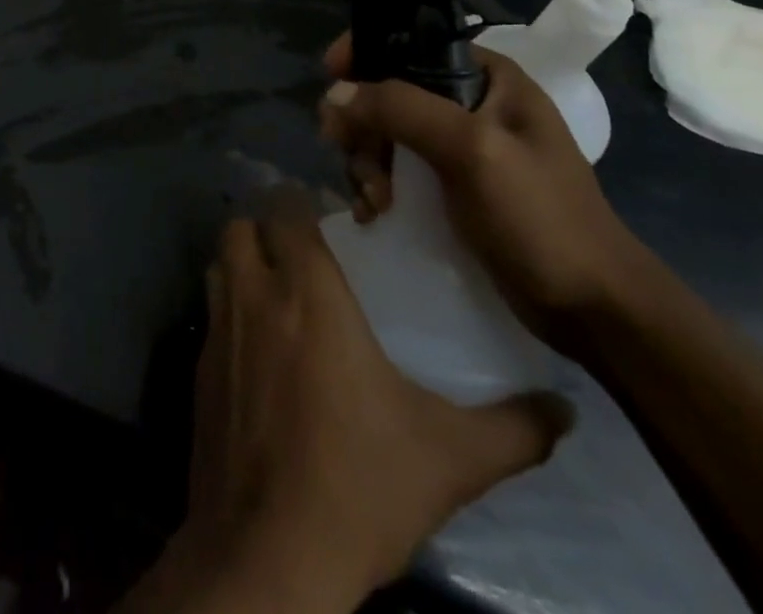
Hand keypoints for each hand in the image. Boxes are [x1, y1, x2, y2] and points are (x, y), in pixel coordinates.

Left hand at [142, 192, 571, 613]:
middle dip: (265, 229)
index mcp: (307, 295)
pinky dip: (229, 315)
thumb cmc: (359, 486)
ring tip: (278, 293)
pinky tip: (259, 355)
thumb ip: (512, 429)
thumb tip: (565, 410)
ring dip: (242, 265)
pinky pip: (209, 316)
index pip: (287, 211)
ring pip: (218, 265)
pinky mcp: (197, 370)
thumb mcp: (450, 459)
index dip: (302, 207)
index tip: (329, 223)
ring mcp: (216, 331)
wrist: (269, 555)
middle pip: (241, 226)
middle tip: (301, 255)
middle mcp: (254, 297)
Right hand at [321, 34, 649, 348]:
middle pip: (389, 91)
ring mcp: (460, 148)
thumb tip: (335, 93)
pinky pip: (395, 168)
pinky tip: (373, 212)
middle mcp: (471, 103)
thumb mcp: (472, 151)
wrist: (593, 311)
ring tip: (374, 200)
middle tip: (350, 154)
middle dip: (362, 123)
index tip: (331, 77)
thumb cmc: (542, 218)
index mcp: (488, 77)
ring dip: (366, 161)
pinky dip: (375, 185)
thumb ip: (402, 109)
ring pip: (385, 132)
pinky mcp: (450, 187)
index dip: (366, 53)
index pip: (411, 42)